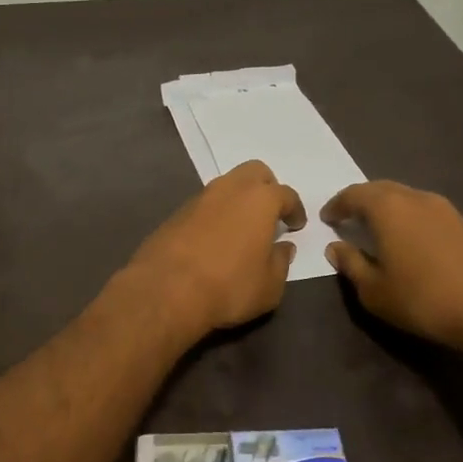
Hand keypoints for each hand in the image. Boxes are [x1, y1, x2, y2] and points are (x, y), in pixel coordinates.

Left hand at [128, 161, 306, 337]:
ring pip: (227, 185)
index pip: (286, 194)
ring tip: (242, 227)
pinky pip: (205, 204)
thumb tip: (283, 247)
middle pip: (255, 172)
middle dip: (267, 188)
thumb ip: (281, 262)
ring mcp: (200, 198)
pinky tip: (215, 238)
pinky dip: (216, 213)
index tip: (296, 225)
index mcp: (259, 200)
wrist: (166, 290)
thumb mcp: (270, 285)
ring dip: (238, 199)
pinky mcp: (177, 212)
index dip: (295, 209)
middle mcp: (230, 189)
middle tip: (270, 214)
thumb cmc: (229, 286)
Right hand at [323, 181, 462, 356]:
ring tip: (379, 230)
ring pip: (407, 198)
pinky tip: (412, 242)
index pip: (353, 195)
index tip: (327, 218)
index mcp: (387, 208)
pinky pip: (427, 212)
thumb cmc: (423, 299)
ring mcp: (446, 209)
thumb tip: (335, 248)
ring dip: (389, 209)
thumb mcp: (374, 291)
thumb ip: (351, 264)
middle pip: (381, 190)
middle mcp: (416, 198)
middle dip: (362, 201)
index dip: (337, 205)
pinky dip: (411, 219)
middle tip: (350, 218)